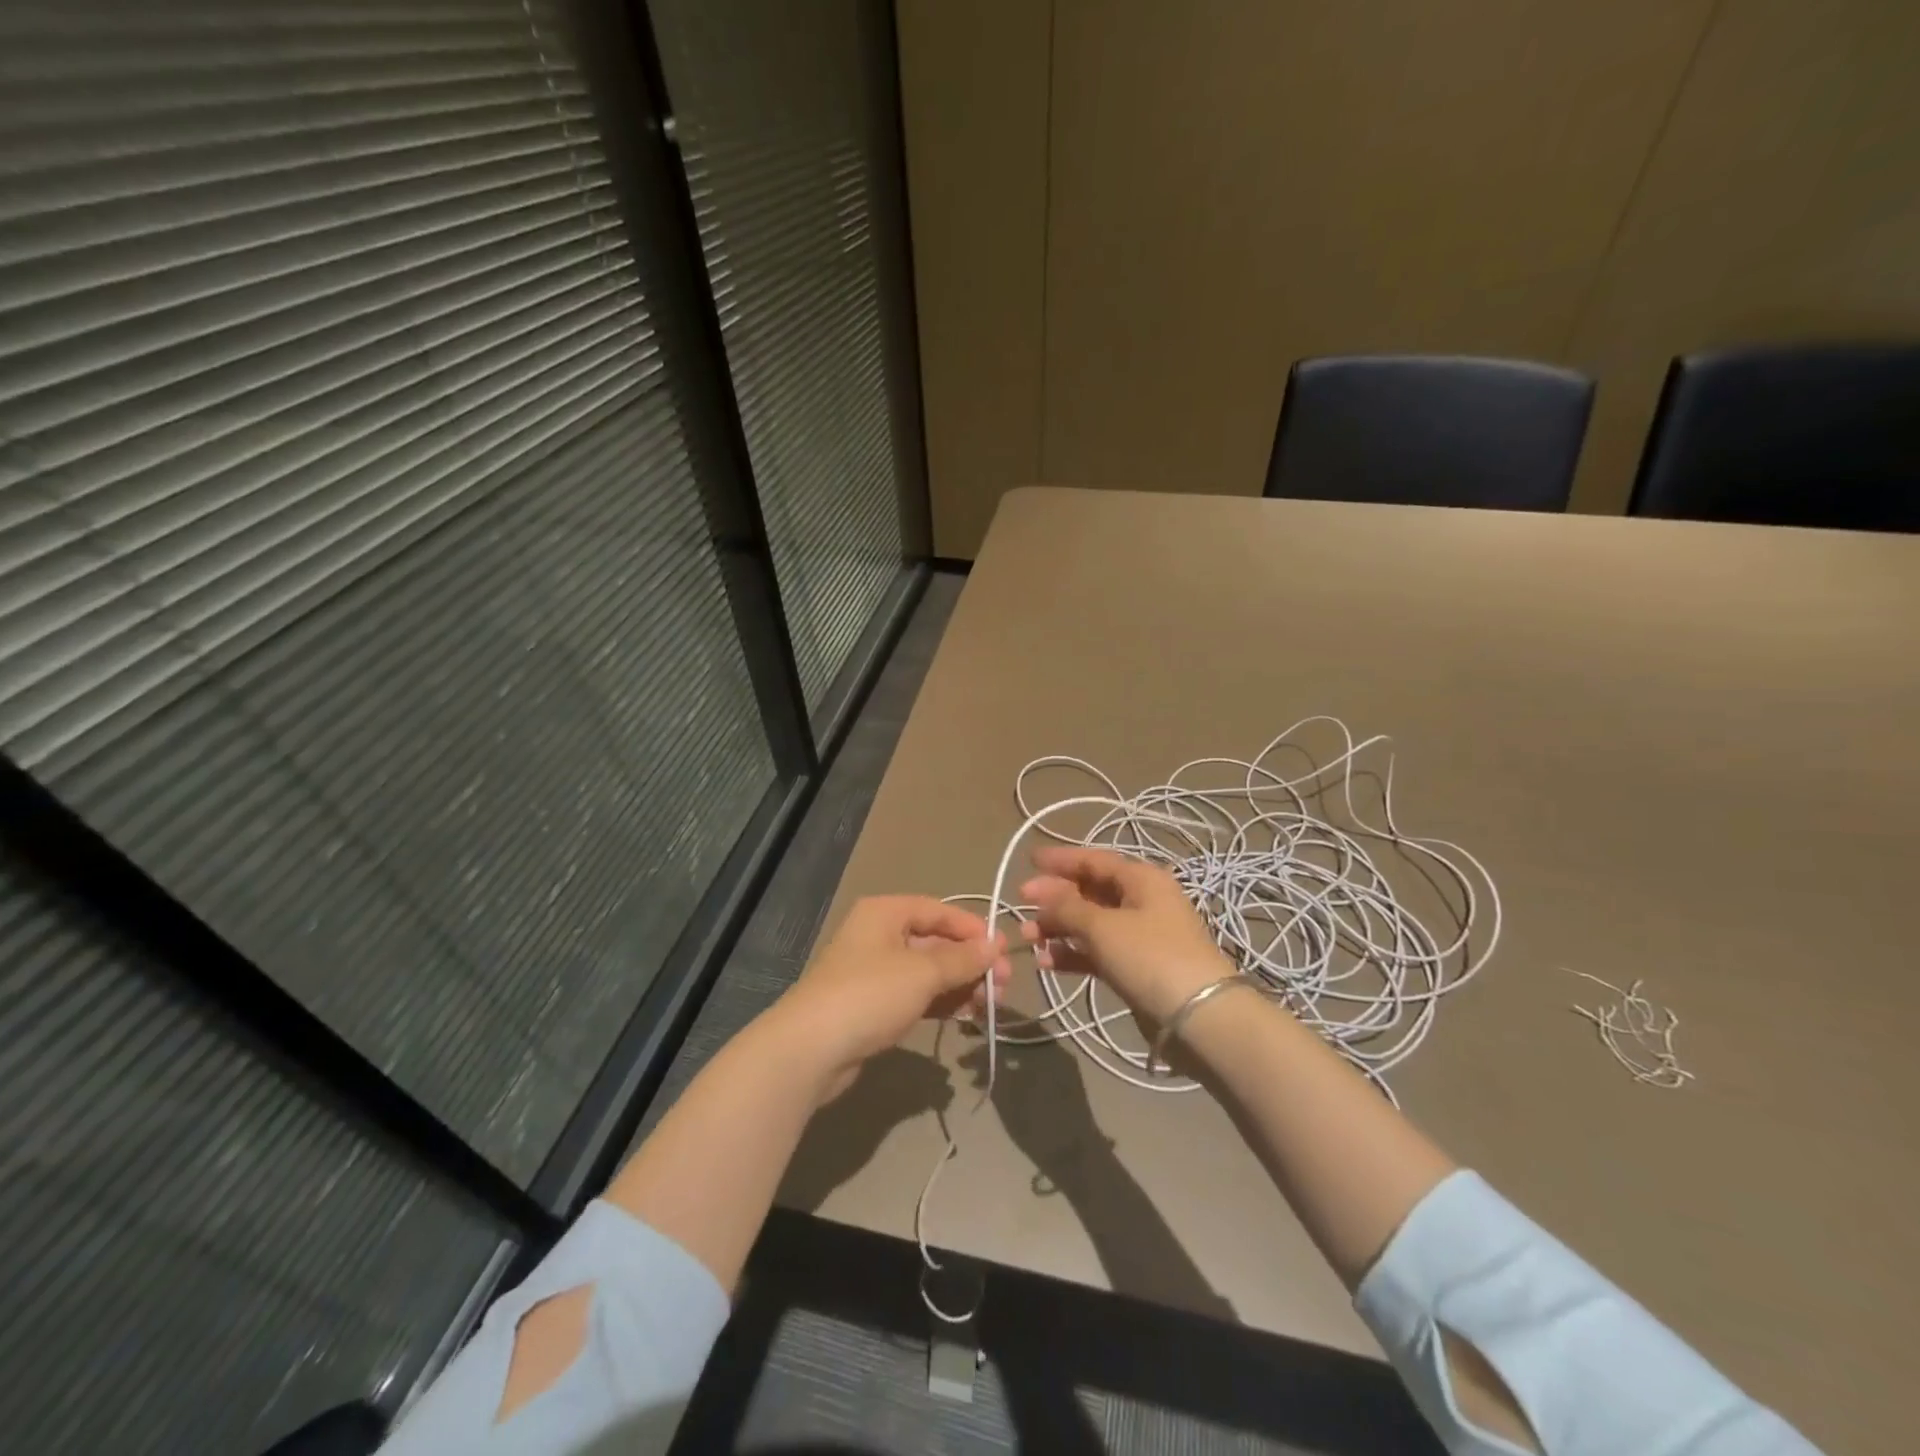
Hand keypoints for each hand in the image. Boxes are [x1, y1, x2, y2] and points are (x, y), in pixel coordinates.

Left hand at [770, 895, 1010, 1099]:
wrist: (810, 1049)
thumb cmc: (869, 995)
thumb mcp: (922, 973)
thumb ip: (962, 959)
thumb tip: (995, 945)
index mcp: (885, 912)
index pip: (938, 910)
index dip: (972, 929)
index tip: (1002, 953)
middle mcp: (879, 935)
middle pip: (935, 941)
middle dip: (970, 962)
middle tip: (1003, 986)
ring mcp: (874, 971)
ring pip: (927, 971)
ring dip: (959, 984)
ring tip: (990, 1005)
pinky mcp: (872, 1005)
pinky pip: (915, 994)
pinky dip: (940, 1001)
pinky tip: (964, 1016)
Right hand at [1019, 846, 1234, 1023]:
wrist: (1199, 1017)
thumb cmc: (1150, 957)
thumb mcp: (1103, 926)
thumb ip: (1067, 907)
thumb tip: (1042, 892)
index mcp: (1141, 879)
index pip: (1094, 859)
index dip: (1061, 859)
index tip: (1028, 860)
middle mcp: (1142, 901)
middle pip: (1090, 891)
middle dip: (1054, 898)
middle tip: (1020, 904)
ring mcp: (1140, 936)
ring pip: (1090, 923)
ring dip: (1058, 928)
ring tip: (1027, 939)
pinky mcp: (1136, 967)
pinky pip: (1097, 952)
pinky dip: (1072, 954)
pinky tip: (1046, 962)